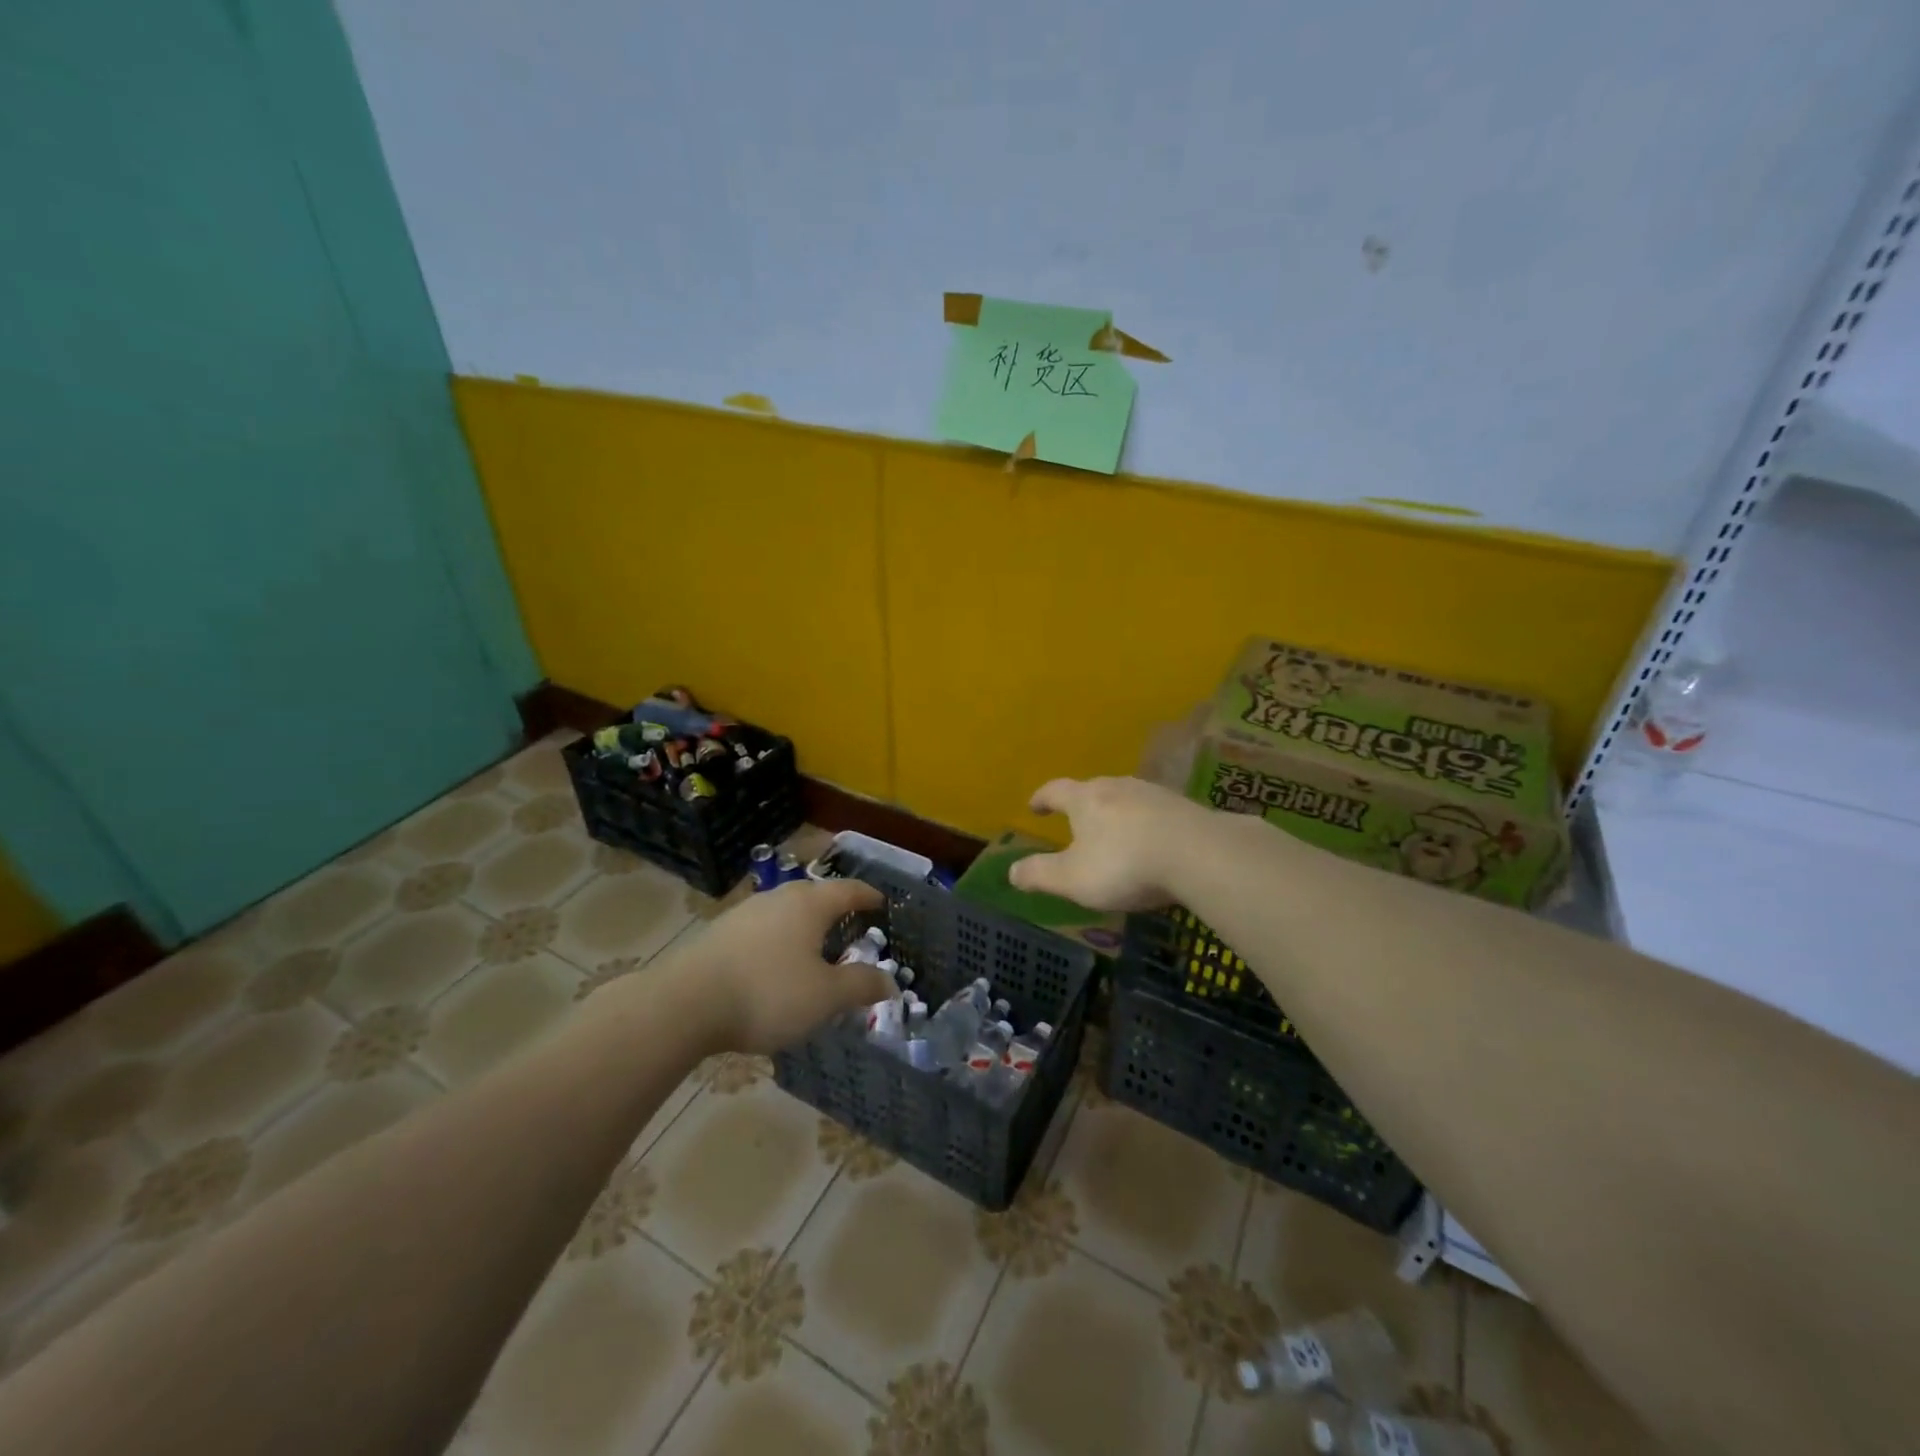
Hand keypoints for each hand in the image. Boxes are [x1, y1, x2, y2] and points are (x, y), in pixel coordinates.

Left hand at [675, 879, 896, 1054]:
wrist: (684, 1004)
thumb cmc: (767, 993)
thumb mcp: (825, 997)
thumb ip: (860, 986)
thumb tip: (890, 982)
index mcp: (809, 904)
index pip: (847, 890)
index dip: (867, 895)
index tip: (881, 901)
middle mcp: (777, 899)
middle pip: (813, 896)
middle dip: (834, 908)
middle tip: (850, 924)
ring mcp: (744, 914)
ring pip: (784, 913)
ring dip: (802, 927)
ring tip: (813, 948)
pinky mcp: (719, 934)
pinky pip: (761, 930)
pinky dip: (777, 942)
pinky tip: (773, 966)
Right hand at [1009, 776, 1211, 910]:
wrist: (1199, 854)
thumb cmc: (1124, 864)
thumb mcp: (1073, 879)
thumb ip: (1040, 874)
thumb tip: (1011, 872)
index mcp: (1086, 799)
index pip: (1055, 790)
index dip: (1042, 798)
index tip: (1034, 806)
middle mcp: (1118, 787)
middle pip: (1093, 789)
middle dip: (1081, 805)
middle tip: (1075, 821)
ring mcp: (1154, 794)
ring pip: (1126, 798)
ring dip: (1116, 813)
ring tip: (1113, 832)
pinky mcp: (1184, 808)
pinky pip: (1155, 813)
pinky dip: (1145, 824)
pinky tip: (1152, 842)